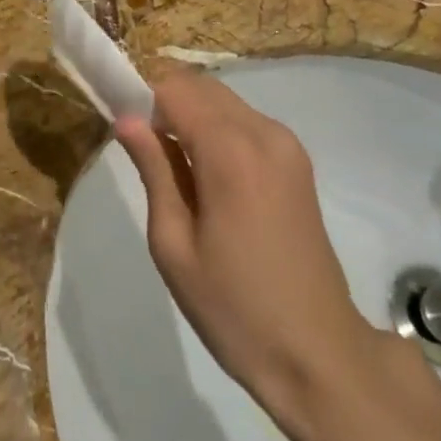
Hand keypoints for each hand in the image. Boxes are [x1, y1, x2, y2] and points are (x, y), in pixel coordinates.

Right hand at [114, 67, 380, 433]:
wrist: (319, 355)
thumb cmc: (234, 308)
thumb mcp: (174, 245)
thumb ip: (153, 170)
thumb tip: (126, 119)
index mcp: (230, 151)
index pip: (173, 89)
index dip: (141, 98)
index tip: (122, 127)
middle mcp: (263, 132)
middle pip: (200, 86)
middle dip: (165, 102)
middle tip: (143, 150)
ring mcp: (286, 144)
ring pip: (223, 100)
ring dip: (191, 113)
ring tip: (173, 165)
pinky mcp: (297, 160)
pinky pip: (245, 121)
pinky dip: (217, 128)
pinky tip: (207, 173)